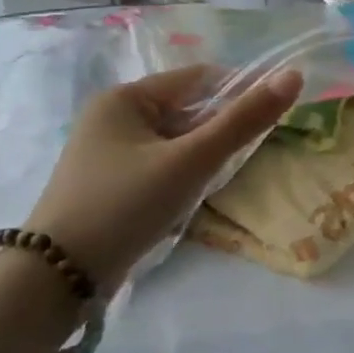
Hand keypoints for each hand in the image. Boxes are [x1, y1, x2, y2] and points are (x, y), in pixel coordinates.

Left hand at [25, 66, 302, 291]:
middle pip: (189, 109)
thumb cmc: (126, 204)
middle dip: (221, 130)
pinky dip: (185, 172)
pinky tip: (192, 194)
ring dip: (204, 154)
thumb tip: (294, 76)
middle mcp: (113, 117)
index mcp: (124, 98)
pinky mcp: (111, 182)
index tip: (270, 119)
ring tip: (217, 179)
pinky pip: (163, 163)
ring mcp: (109, 151)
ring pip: (178, 139)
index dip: (240, 92)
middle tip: (244, 156)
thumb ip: (244, 121)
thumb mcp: (192, 160)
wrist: (59, 275)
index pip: (199, 79)